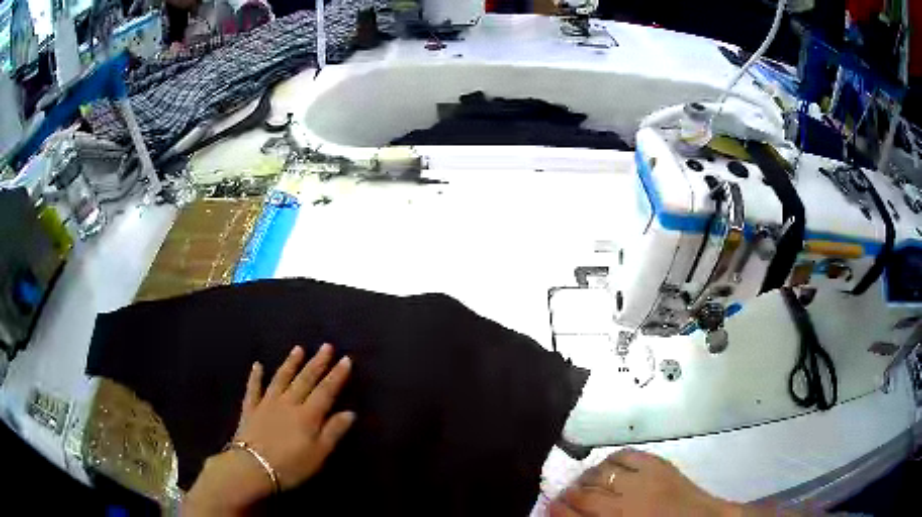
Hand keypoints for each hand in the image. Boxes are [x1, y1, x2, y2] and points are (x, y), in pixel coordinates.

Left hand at [183, 344, 354, 514]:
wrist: (252, 467)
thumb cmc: (291, 465)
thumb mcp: (319, 454)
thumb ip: (333, 432)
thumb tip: (350, 412)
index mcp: (308, 415)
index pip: (326, 391)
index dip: (337, 375)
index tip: (346, 359)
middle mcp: (288, 403)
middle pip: (305, 380)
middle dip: (317, 363)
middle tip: (326, 346)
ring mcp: (267, 403)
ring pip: (281, 378)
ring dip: (290, 363)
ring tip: (298, 349)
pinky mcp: (250, 409)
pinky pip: (253, 388)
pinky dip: (255, 376)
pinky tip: (257, 365)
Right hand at [549, 449, 740, 516]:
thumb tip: (570, 513)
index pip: (575, 511)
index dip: (556, 509)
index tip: (549, 506)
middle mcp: (626, 500)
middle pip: (584, 491)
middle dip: (568, 492)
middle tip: (564, 495)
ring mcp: (643, 478)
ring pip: (602, 470)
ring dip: (588, 476)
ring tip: (586, 482)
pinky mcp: (658, 463)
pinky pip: (626, 455)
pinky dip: (611, 460)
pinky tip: (608, 466)